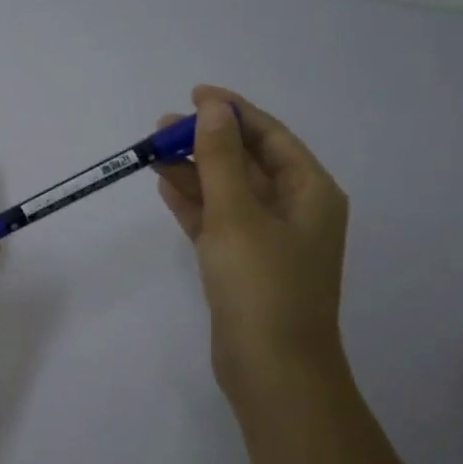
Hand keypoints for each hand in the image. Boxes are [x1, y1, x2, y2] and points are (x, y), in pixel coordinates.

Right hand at [153, 85, 350, 411]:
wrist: (271, 369)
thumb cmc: (262, 285)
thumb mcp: (238, 214)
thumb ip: (220, 159)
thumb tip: (213, 109)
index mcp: (310, 192)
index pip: (271, 137)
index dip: (234, 112)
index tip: (194, 94)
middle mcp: (294, 210)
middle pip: (247, 162)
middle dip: (206, 141)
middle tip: (161, 128)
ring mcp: (267, 239)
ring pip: (227, 191)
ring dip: (194, 170)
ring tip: (152, 152)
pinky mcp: (243, 264)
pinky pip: (217, 220)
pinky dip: (193, 203)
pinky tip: (165, 185)